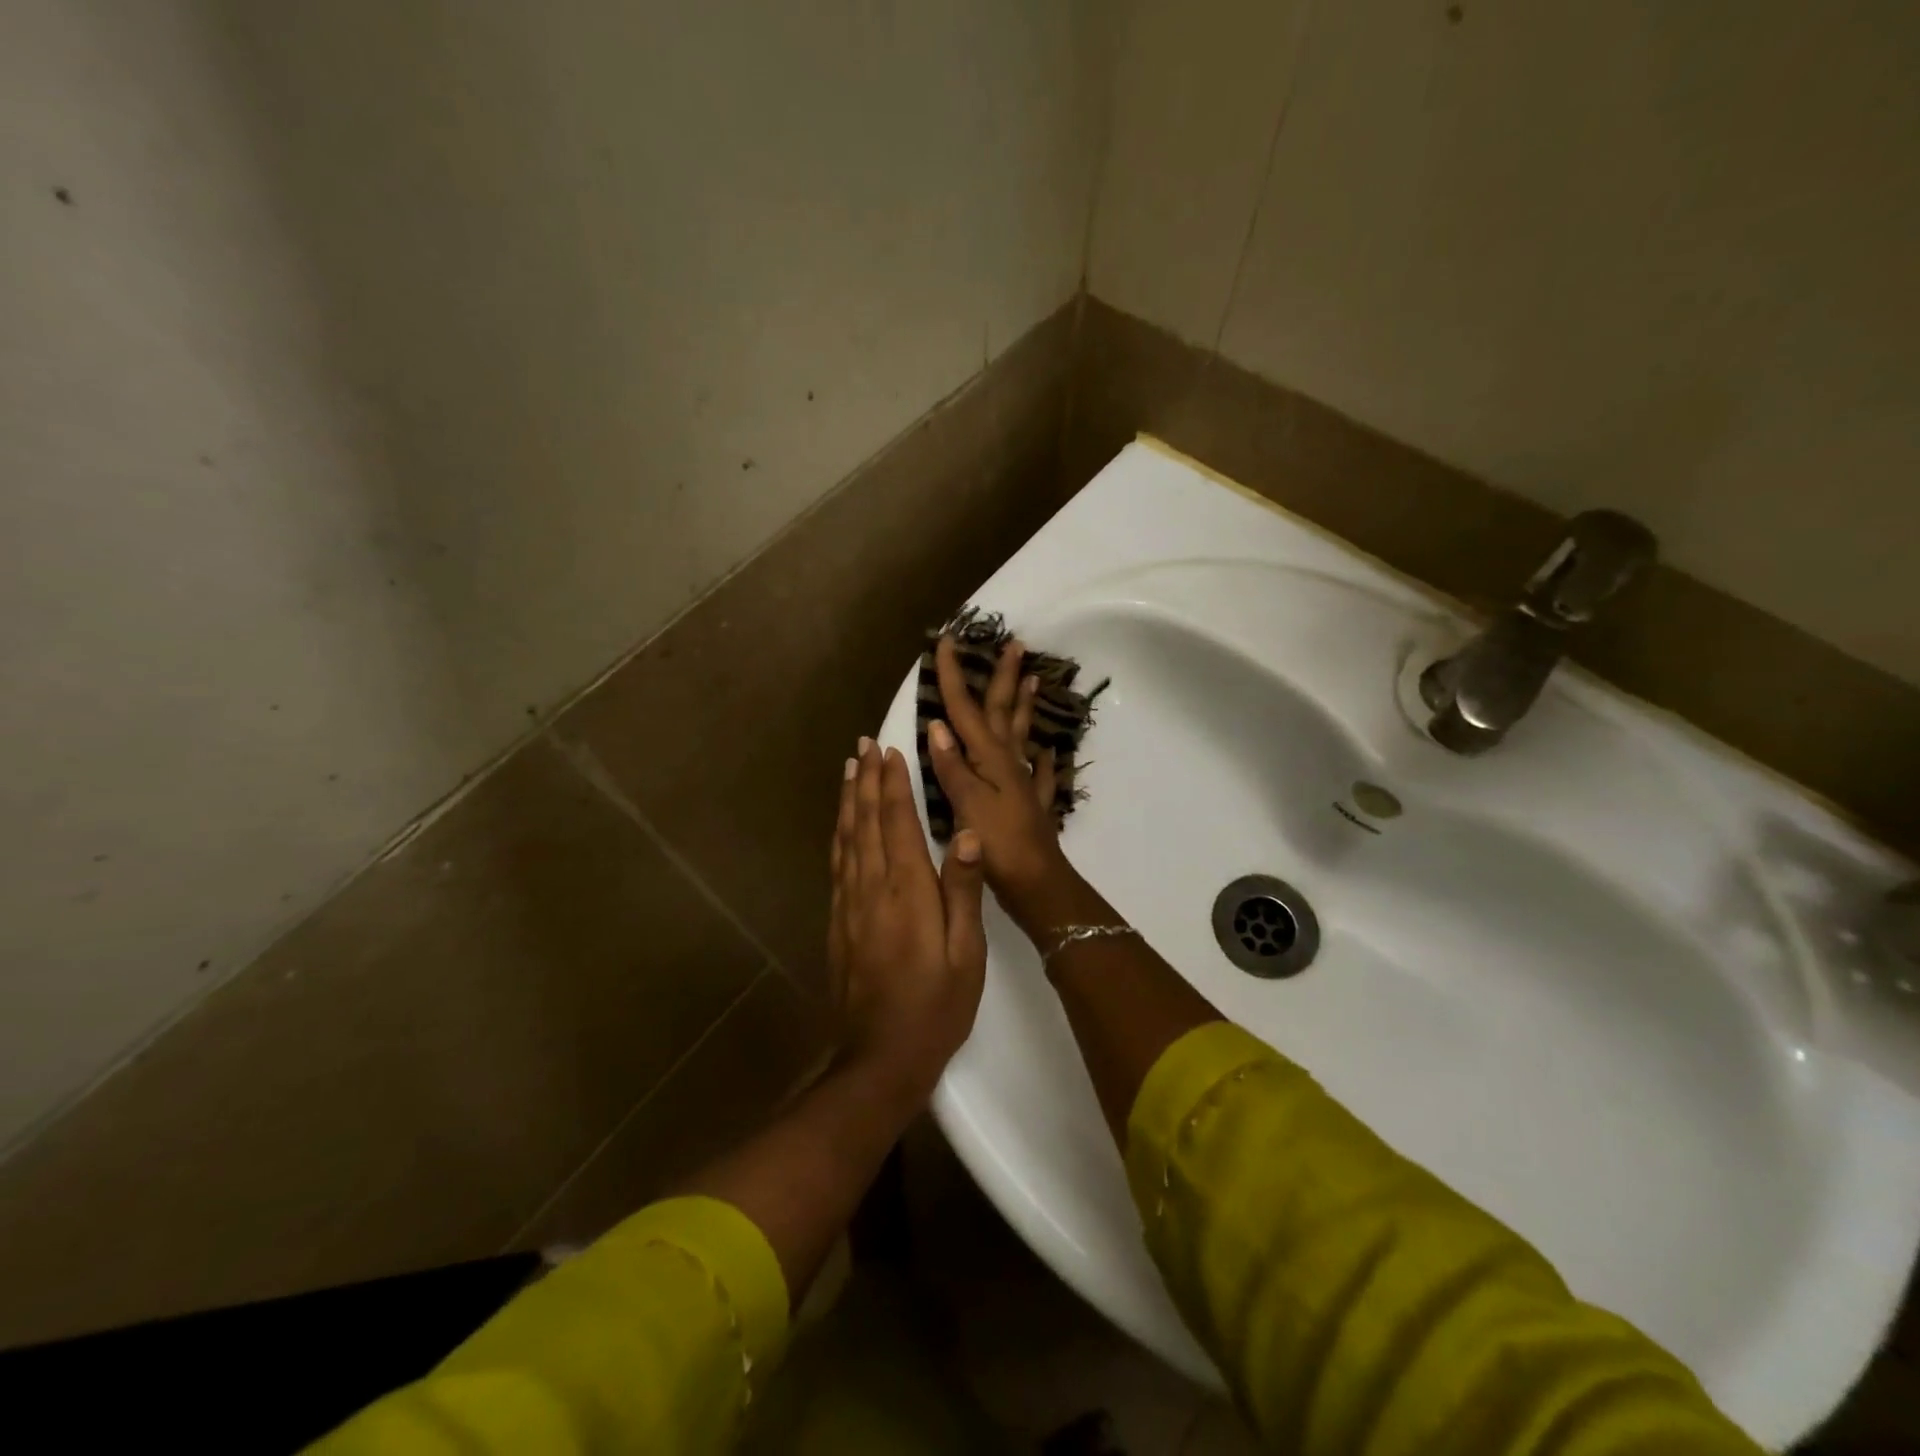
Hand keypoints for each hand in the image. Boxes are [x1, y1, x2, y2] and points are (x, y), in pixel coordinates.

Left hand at [828, 737, 987, 1098]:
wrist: (880, 1058)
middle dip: (865, 780)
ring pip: (846, 839)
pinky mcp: (838, 923)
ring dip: (847, 800)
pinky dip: (838, 835)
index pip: (897, 822)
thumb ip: (964, 891)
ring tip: (849, 769)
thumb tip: (969, 834)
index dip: (893, 784)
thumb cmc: (936, 1006)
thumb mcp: (966, 953)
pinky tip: (841, 826)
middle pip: (865, 822)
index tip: (890, 750)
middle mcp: (872, 888)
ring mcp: (849, 905)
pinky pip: (837, 865)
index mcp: (907, 891)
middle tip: (864, 744)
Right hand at [927, 634, 1074, 923]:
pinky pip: (1040, 776)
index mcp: (988, 759)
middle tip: (1016, 644)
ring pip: (1022, 736)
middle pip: (1003, 712)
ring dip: (1026, 707)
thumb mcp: (966, 804)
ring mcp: (1023, 784)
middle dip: (1004, 678)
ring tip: (1034, 681)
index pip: (966, 709)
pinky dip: (1044, 762)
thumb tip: (938, 724)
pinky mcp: (1032, 806)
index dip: (954, 676)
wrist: (1036, 883)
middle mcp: (1008, 764)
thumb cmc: (996, 844)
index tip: (948, 641)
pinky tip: (1050, 754)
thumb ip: (952, 766)